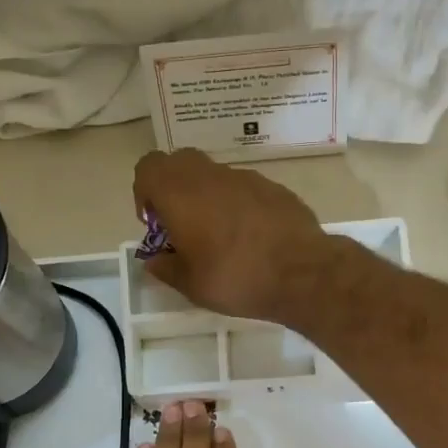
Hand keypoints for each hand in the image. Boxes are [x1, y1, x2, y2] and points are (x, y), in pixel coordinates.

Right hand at [133, 149, 328, 320]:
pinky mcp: (273, 187)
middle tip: (181, 223)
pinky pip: (243, 187)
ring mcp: (246, 177)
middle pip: (179, 162)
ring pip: (214, 174)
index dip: (144, 191)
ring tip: (219, 235)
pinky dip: (236, 203)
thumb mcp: (191, 285)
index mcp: (182, 194)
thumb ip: (166, 268)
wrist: (303, 272)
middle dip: (173, 187)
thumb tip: (155, 260)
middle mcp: (211, 176)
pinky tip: (250, 236)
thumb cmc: (237, 278)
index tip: (155, 223)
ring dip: (206, 196)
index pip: (148, 167)